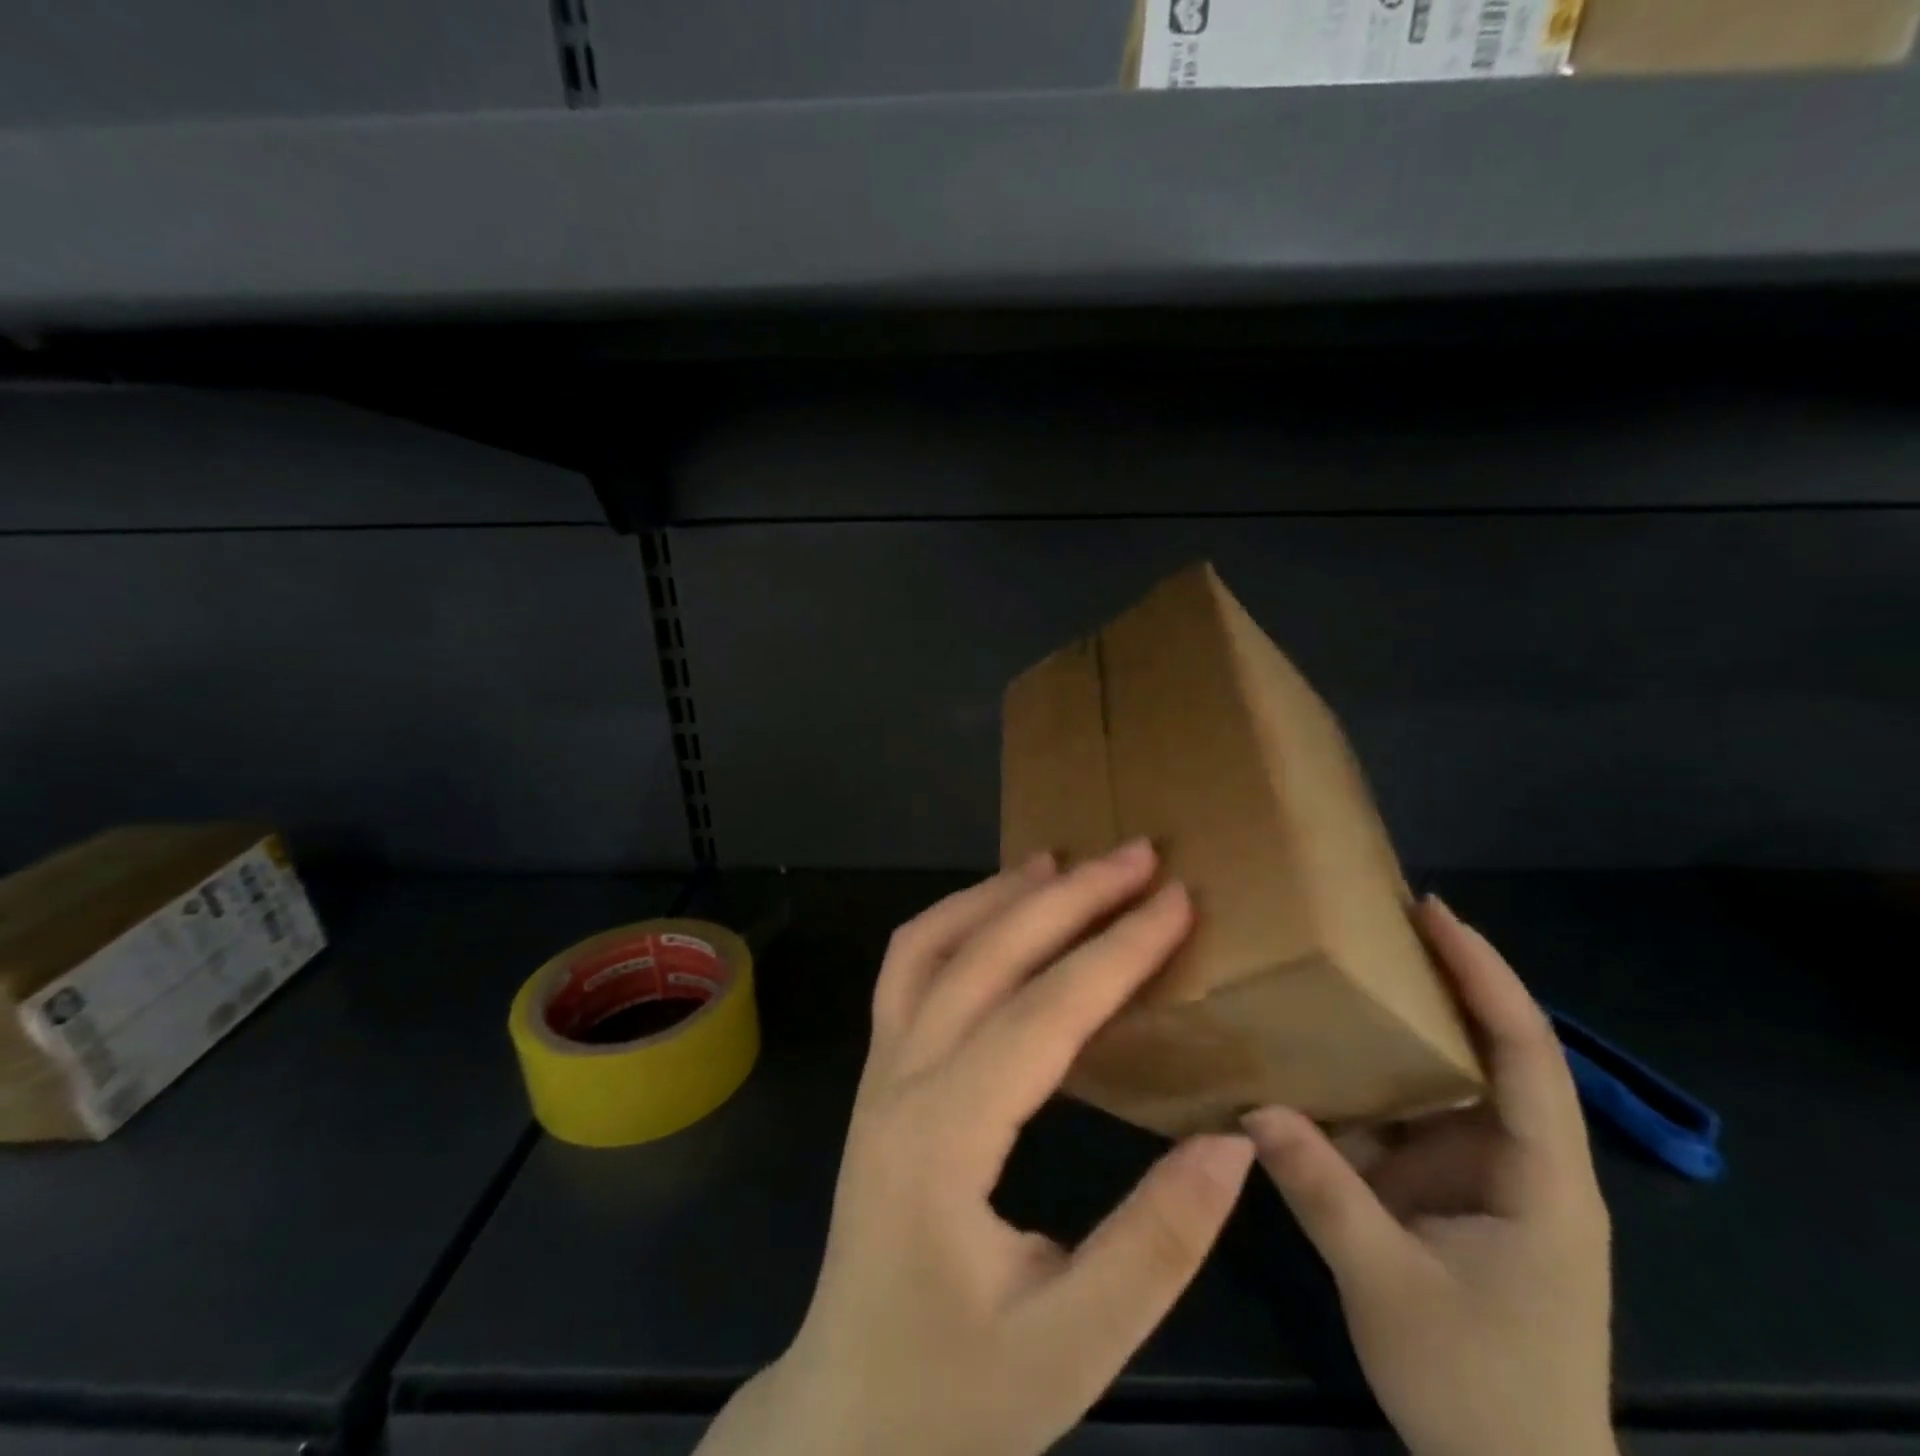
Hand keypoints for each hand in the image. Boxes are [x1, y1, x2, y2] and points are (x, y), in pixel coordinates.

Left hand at [697, 842, 1255, 1455]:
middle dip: (1069, 899)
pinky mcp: (879, 1075)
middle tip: (1137, 856)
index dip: (1116, 952)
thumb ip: (1155, 1246)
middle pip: (986, 958)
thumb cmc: (956, 1390)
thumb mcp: (1070, 1347)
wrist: (847, 1412)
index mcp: (943, 1138)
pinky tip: (995, 911)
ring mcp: (879, 1070)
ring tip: (1062, 861)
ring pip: (928, 947)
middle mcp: (900, 1080)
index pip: (1043, 1015)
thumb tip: (1232, 1143)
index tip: (1176, 901)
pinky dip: (952, 921)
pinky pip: (906, 970)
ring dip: (998, 894)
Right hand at [1245, 897, 1614, 1455]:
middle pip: (1488, 1049)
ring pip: (1438, 1080)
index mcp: (1541, 1178)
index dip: (1484, 976)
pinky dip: (1359, 1084)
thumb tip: (1250, 1108)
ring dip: (1392, 1027)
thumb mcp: (1389, 1286)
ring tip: (1331, 969)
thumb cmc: (1478, 1390)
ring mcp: (1476, 1175)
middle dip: (1437, 979)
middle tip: (1367, 920)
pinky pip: (1400, 1119)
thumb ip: (1321, 1192)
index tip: (1433, 913)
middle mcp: (1517, 1160)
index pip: (1526, 1053)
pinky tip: (1309, 1057)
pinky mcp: (1440, 1191)